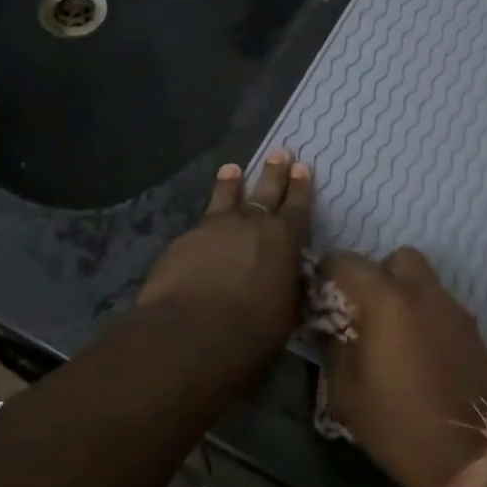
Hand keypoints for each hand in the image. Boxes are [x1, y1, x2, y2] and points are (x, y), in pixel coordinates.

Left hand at [138, 151, 311, 351]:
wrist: (191, 333)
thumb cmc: (253, 331)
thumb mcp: (286, 311)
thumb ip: (286, 287)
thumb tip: (286, 279)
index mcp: (284, 240)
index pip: (298, 206)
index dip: (301, 187)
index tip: (302, 168)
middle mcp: (251, 224)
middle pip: (265, 191)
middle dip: (274, 172)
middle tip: (279, 152)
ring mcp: (214, 228)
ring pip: (226, 198)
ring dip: (231, 183)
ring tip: (232, 168)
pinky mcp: (183, 241)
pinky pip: (200, 224)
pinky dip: (205, 221)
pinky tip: (201, 227)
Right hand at [320, 248, 486, 486]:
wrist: (467, 455)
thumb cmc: (396, 424)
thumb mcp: (346, 391)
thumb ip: (335, 346)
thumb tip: (331, 325)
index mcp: (386, 300)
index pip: (348, 262)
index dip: (328, 272)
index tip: (320, 293)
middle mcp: (423, 292)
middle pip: (397, 259)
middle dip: (376, 274)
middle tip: (364, 309)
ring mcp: (453, 309)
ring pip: (424, 281)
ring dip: (403, 295)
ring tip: (391, 335)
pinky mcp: (473, 330)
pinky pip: (442, 306)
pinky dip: (425, 315)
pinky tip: (418, 353)